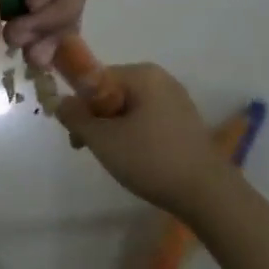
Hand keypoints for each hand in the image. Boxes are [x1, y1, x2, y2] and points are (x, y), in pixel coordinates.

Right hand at [58, 63, 240, 220]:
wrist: (208, 194)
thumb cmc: (151, 160)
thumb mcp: (104, 140)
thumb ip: (76, 117)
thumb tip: (61, 102)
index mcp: (143, 74)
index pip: (96, 79)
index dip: (80, 106)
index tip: (75, 136)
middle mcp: (161, 79)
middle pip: (112, 93)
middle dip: (96, 120)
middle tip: (89, 149)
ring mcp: (176, 100)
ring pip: (130, 108)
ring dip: (114, 130)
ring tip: (114, 159)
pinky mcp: (185, 122)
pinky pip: (148, 119)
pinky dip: (135, 135)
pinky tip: (137, 160)